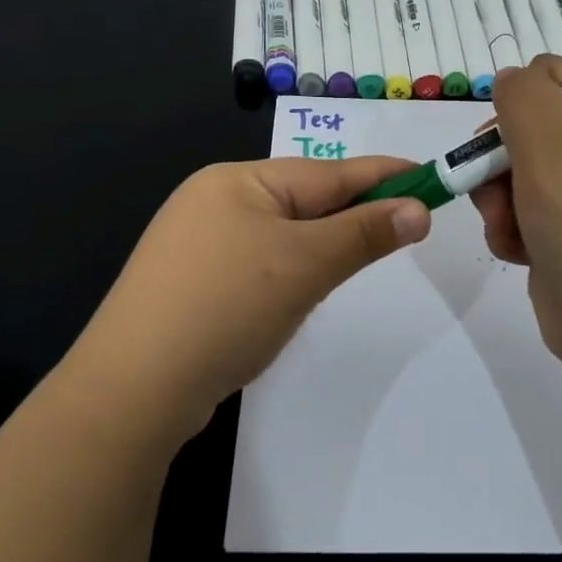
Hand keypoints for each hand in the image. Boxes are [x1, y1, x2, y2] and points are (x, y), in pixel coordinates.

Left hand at [71, 157, 431, 445]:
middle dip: (354, 212)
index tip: (428, 175)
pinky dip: (290, 270)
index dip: (382, 175)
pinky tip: (301, 289)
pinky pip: (258, 263)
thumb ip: (364, 233)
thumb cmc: (226, 306)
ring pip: (282, 235)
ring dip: (323, 245)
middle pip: (304, 200)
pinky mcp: (190, 285)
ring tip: (362, 253)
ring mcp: (197, 245)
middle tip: (406, 222)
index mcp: (238, 181)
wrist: (132, 389)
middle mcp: (214, 201)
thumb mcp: (305, 264)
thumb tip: (418, 210)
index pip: (328, 173)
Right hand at [470, 56, 561, 369]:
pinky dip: (509, 230)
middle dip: (499, 157)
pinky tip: (517, 252)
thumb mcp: (553, 144)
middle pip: (524, 128)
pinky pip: (518, 214)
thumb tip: (511, 79)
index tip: (509, 129)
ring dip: (498, 199)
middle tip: (498, 184)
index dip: (522, 97)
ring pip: (512, 174)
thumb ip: (523, 96)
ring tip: (511, 227)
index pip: (555, 76)